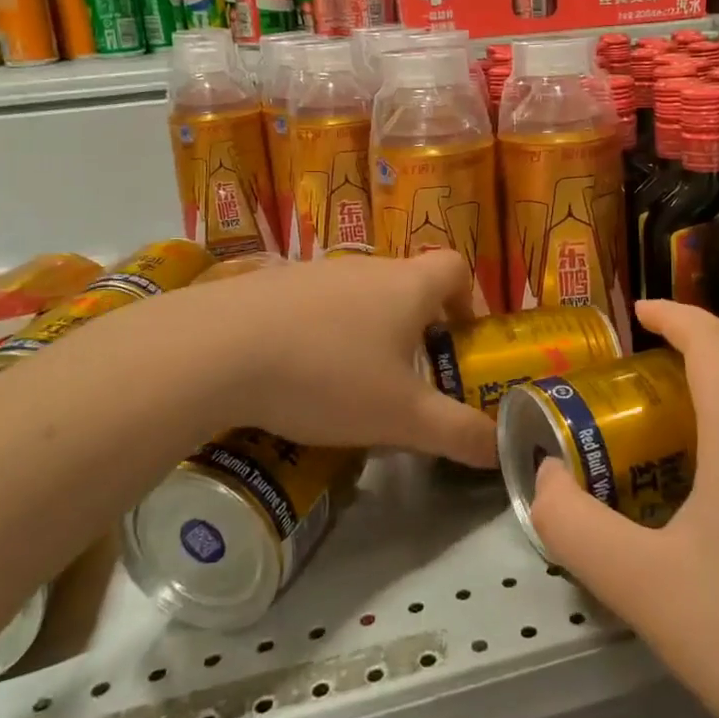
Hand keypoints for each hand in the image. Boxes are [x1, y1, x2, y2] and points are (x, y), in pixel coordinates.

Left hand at [152, 252, 495, 467]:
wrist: (217, 349)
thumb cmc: (328, 376)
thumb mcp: (401, 417)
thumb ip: (457, 433)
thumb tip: (501, 450)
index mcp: (407, 285)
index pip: (456, 267)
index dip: (468, 298)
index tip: (459, 339)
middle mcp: (366, 267)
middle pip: (407, 284)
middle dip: (417, 327)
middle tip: (408, 378)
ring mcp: (315, 271)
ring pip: (359, 296)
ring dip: (367, 331)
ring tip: (350, 383)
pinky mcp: (272, 284)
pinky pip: (314, 305)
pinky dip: (321, 332)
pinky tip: (297, 374)